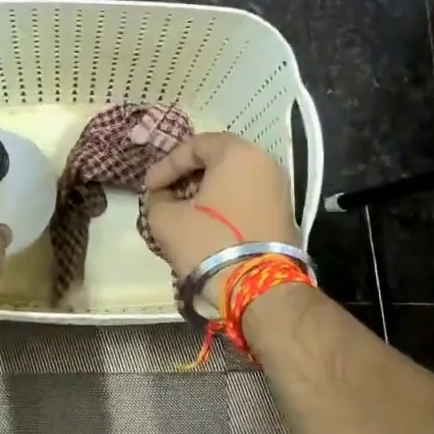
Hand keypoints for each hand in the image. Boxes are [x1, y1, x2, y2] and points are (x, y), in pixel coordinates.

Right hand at [142, 132, 298, 287]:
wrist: (257, 288)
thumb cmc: (208, 242)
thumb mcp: (166, 219)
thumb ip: (157, 199)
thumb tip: (162, 198)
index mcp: (238, 153)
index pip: (195, 145)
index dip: (166, 165)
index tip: (148, 188)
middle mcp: (265, 163)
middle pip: (218, 160)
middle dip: (187, 177)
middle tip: (165, 196)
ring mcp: (280, 190)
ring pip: (234, 181)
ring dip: (206, 193)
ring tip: (183, 214)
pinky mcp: (284, 216)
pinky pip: (247, 200)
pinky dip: (225, 207)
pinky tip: (206, 227)